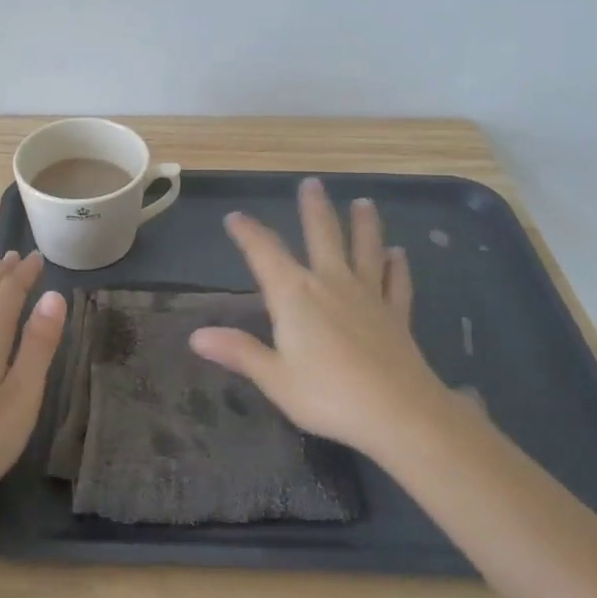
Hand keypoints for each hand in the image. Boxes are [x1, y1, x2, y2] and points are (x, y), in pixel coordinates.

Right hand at [190, 178, 451, 453]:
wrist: (400, 413)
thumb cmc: (328, 395)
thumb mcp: (274, 378)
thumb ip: (239, 352)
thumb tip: (196, 335)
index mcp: (294, 295)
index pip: (264, 253)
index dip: (248, 233)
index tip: (235, 217)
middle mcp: (330, 284)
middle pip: (322, 236)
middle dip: (313, 209)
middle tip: (312, 184)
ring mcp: (368, 296)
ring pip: (364, 250)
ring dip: (363, 225)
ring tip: (364, 203)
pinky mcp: (395, 315)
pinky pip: (396, 283)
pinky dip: (397, 266)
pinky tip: (399, 253)